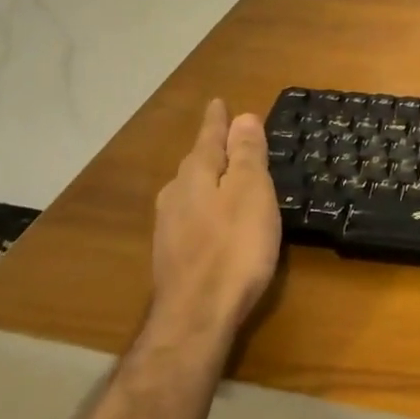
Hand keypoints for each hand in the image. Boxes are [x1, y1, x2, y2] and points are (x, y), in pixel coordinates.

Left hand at [148, 99, 282, 346]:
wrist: (196, 317)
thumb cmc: (234, 248)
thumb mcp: (251, 193)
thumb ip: (246, 155)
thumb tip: (241, 117)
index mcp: (197, 175)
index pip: (209, 137)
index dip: (217, 120)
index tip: (218, 102)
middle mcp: (176, 195)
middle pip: (197, 163)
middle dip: (211, 149)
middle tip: (227, 138)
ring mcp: (169, 227)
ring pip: (190, 191)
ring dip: (207, 179)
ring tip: (222, 176)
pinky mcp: (171, 256)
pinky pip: (190, 216)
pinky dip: (204, 207)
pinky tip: (211, 219)